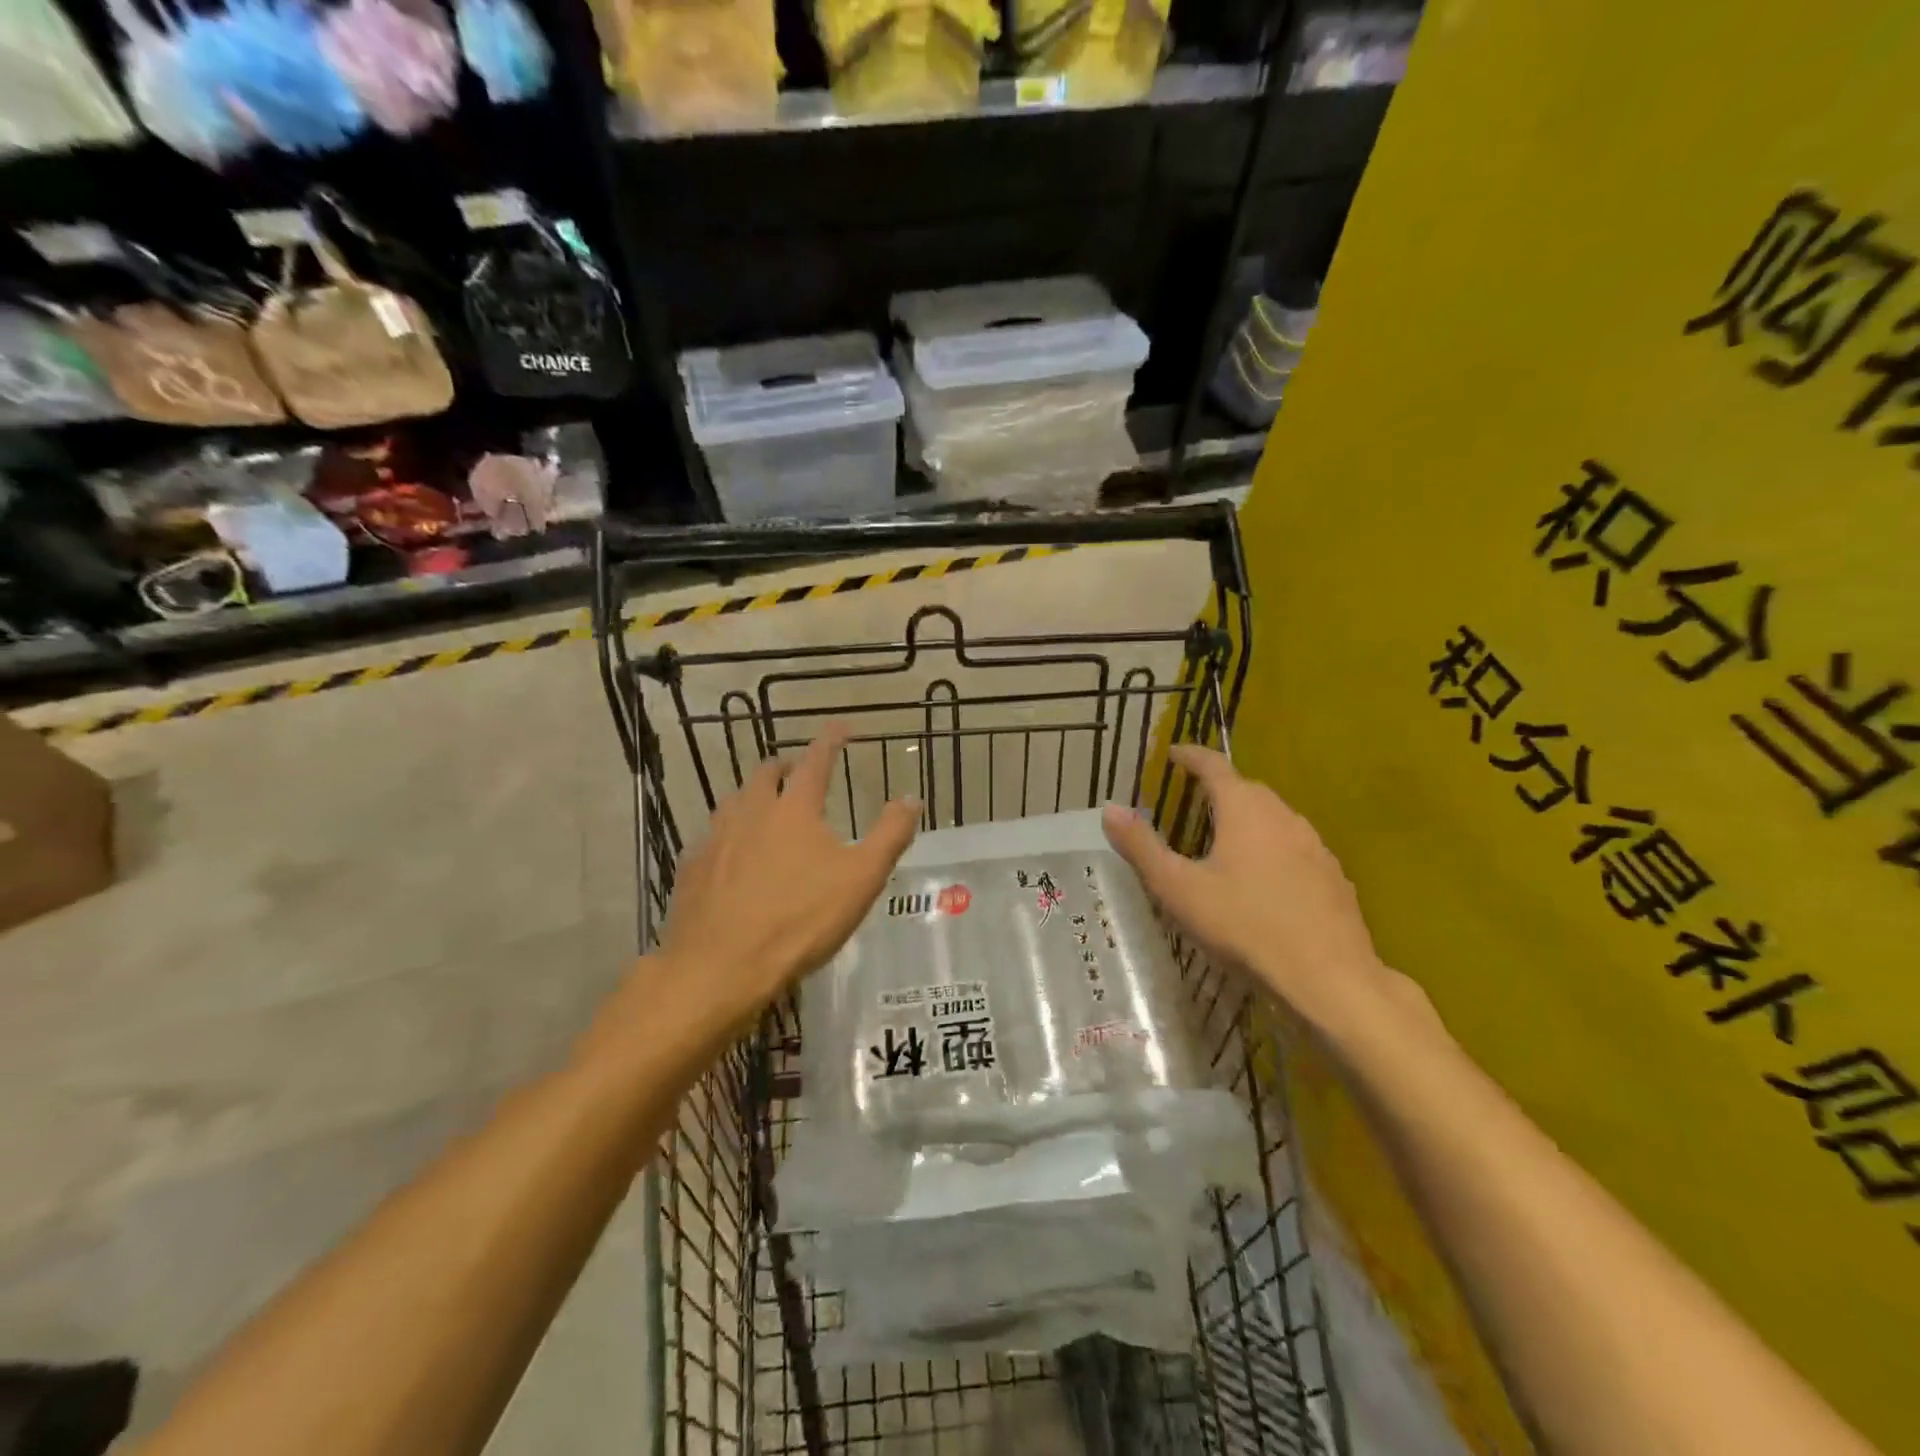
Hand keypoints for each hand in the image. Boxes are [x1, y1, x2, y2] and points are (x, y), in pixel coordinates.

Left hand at [653, 726, 920, 1035]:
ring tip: (765, 807)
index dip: (830, 740)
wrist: (720, 966)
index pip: (815, 762)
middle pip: (766, 774)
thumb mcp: (861, 879)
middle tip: (799, 772)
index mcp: (794, 808)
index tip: (840, 726)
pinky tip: (732, 855)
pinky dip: (729, 835)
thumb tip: (911, 799)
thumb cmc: (800, 919)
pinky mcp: (693, 868)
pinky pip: (713, 838)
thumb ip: (890, 835)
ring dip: (753, 796)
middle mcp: (751, 812)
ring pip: (734, 802)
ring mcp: (716, 838)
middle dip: (785, 767)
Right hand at [1102, 744, 1390, 1032]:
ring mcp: (1314, 845)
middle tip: (1196, 798)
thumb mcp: (1178, 888)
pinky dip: (1274, 848)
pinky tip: (1266, 879)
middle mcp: (1282, 816)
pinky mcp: (1333, 875)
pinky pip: (1296, 847)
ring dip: (1250, 818)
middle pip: (1248, 789)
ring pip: (1275, 818)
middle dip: (1221, 787)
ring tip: (1228, 838)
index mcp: (1243, 810)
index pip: (1215, 766)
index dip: (1192, 756)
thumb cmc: (1244, 926)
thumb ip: (1142, 847)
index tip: (1175, 753)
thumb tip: (1110, 809)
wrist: (1328, 977)